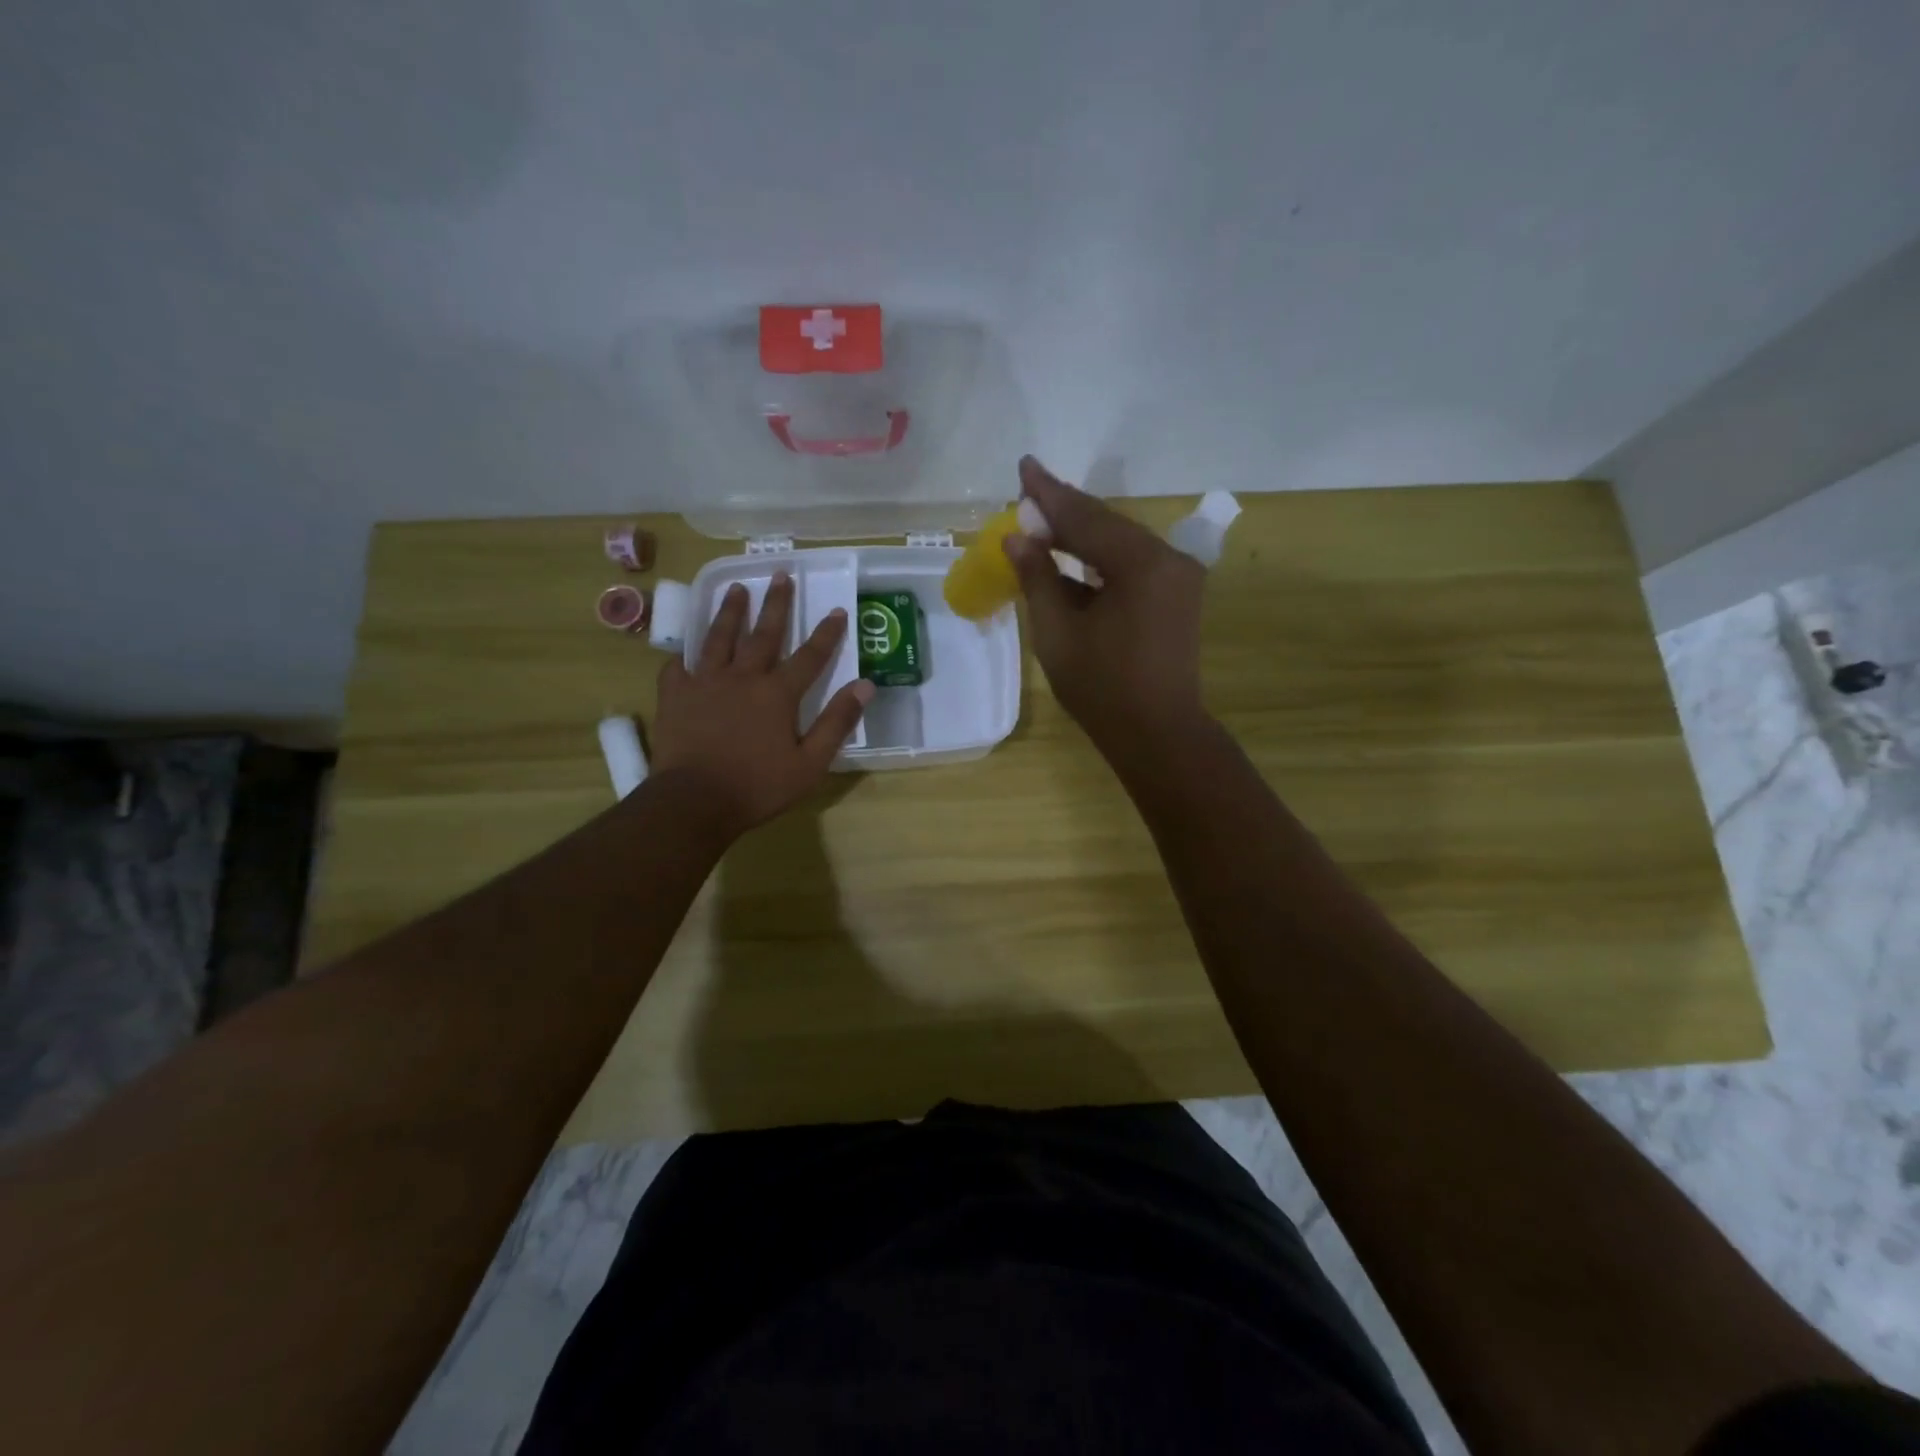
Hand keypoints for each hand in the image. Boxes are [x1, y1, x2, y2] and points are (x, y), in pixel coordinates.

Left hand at [652, 573, 872, 837]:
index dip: (826, 633)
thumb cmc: (758, 786)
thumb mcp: (810, 763)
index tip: (837, 610)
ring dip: (730, 612)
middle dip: (776, 604)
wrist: (694, 801)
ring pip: (719, 638)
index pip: (810, 656)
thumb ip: (837, 722)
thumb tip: (865, 686)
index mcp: (777, 694)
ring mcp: (704, 683)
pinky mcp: (675, 696)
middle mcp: (742, 677)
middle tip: (780, 575)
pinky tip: (684, 649)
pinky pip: (678, 667)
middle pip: (763, 634)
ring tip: (736, 589)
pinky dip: (683, 655)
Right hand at [1003, 456, 1209, 760]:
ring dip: (1080, 533)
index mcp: (1140, 564)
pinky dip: (1099, 558)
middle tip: (1026, 491)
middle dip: (1064, 510)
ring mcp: (1176, 576)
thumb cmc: (1102, 688)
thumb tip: (1017, 538)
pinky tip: (1070, 555)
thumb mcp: (1058, 632)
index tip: (1023, 467)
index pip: (1085, 517)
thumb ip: (1038, 578)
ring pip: (1119, 541)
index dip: (1048, 494)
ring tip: (1041, 521)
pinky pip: (1131, 563)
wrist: (1157, 733)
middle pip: (1106, 523)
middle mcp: (1166, 559)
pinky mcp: (1175, 594)